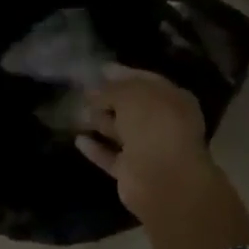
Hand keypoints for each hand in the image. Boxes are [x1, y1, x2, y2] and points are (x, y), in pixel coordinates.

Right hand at [79, 66, 248, 248]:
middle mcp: (164, 124)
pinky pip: (110, 156)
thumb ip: (111, 89)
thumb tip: (93, 90)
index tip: (99, 69)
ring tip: (76, 111)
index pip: (146, 81)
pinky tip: (78, 139)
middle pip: (132, 107)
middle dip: (109, 99)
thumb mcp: (130, 94)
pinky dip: (96, 148)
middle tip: (83, 91)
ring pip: (121, 131)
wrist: (163, 178)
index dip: (123, 74)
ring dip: (100, 122)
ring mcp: (148, 149)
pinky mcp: (132, 172)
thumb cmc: (153, 124)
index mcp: (173, 99)